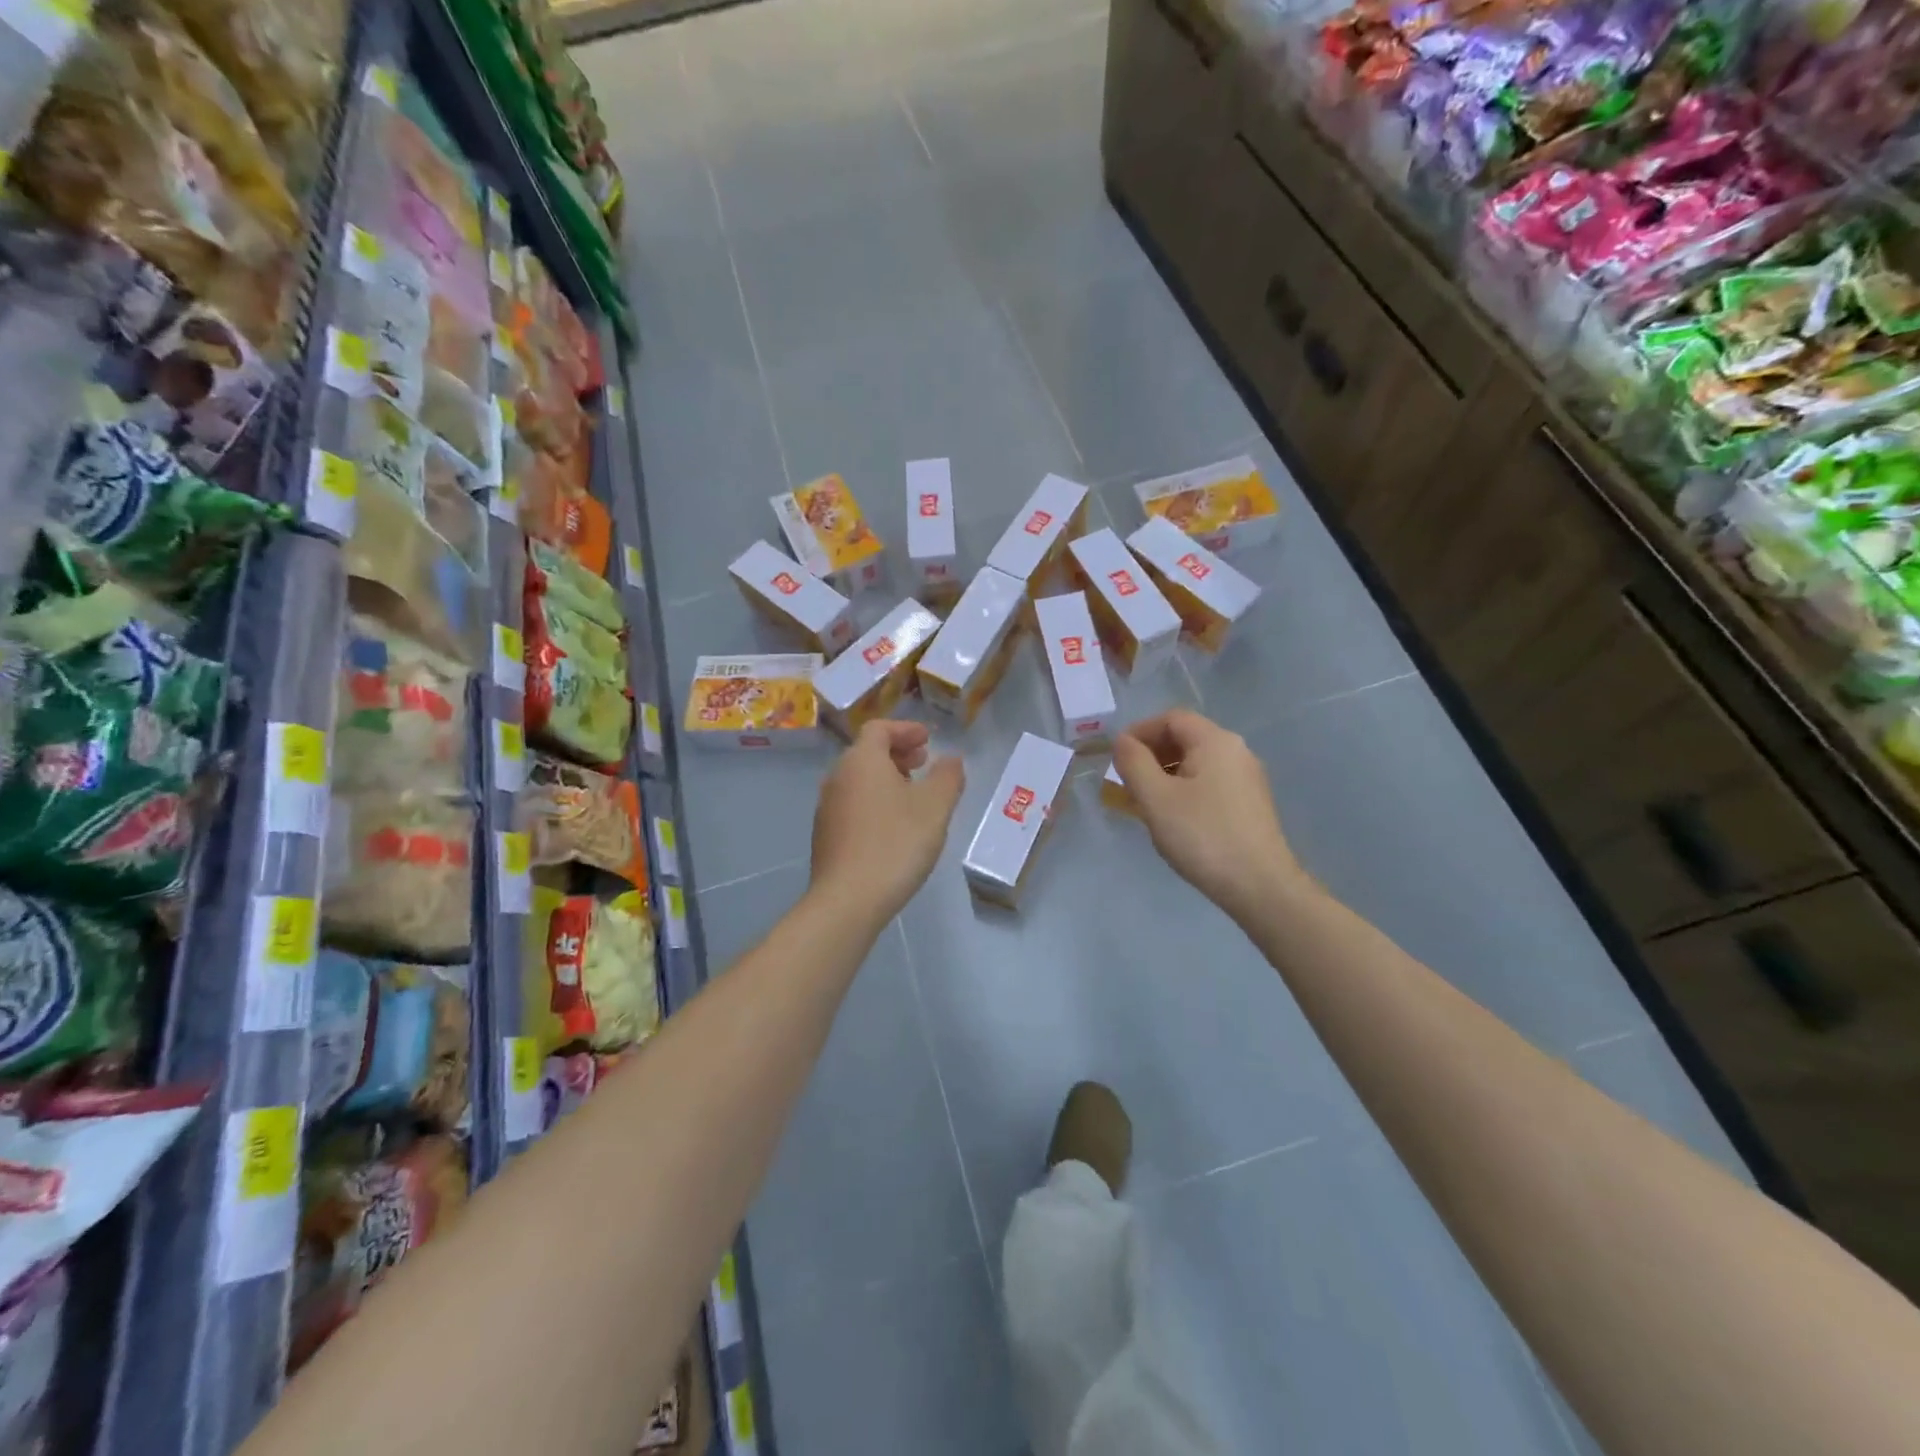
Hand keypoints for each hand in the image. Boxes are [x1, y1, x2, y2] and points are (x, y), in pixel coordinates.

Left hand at [810, 720, 965, 925]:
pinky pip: (852, 804)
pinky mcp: (825, 835)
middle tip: (923, 763)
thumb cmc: (896, 843)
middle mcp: (837, 777)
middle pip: (867, 752)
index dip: (906, 729)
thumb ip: (947, 777)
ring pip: (859, 779)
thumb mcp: (935, 807)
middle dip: (897, 753)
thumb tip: (951, 759)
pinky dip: (874, 801)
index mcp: (862, 760)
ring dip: (886, 778)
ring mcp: (827, 807)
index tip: (928, 740)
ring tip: (913, 796)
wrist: (848, 900)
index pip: (879, 728)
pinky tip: (893, 826)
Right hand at [1113, 709, 1309, 922]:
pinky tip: (1173, 818)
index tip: (1117, 758)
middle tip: (1127, 782)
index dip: (1139, 732)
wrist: (1260, 886)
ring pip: (1196, 762)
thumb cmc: (1203, 836)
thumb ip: (1133, 763)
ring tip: (1145, 803)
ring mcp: (1247, 778)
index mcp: (1215, 741)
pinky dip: (1184, 790)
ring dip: (1165, 774)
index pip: (1171, 718)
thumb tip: (1122, 741)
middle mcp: (1236, 751)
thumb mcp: (1156, 798)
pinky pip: (1209, 783)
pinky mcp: (1250, 803)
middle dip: (1151, 754)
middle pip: (1185, 738)